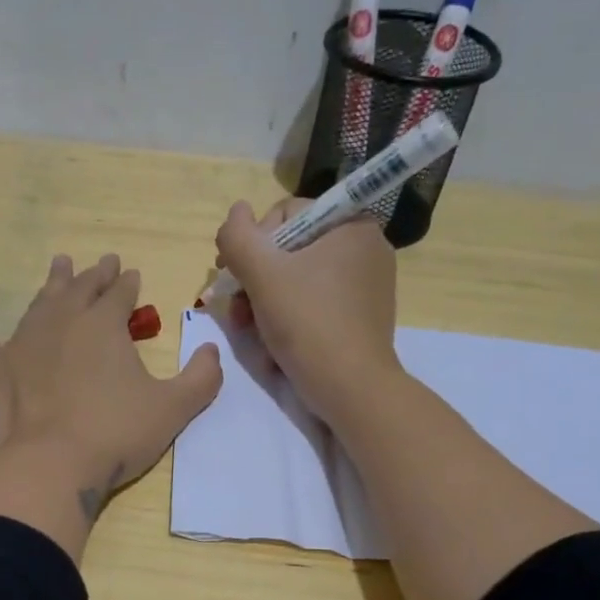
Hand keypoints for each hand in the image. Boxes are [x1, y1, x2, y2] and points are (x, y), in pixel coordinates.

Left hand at [0, 253, 222, 559]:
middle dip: (94, 275)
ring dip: (52, 284)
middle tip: (102, 262)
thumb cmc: (115, 435)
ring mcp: (21, 344)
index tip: (132, 273)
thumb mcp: (173, 409)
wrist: (48, 467)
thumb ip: (200, 378)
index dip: (128, 283)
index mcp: (103, 326)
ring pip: (39, 303)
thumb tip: (212, 351)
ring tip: (59, 265)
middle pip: (80, 290)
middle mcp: (61, 323)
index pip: (119, 295)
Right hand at [213, 199, 397, 420]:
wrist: (351, 388)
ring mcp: (367, 284)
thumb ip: (239, 236)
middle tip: (237, 312)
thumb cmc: (308, 323)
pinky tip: (273, 343)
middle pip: (290, 250)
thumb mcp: (262, 274)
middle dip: (255, 280)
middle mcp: (365, 247)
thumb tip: (236, 211)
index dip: (251, 244)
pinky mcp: (362, 315)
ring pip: (298, 280)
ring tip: (249, 331)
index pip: (286, 215)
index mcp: (350, 225)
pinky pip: (315, 303)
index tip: (232, 276)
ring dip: (265, 303)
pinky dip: (289, 318)